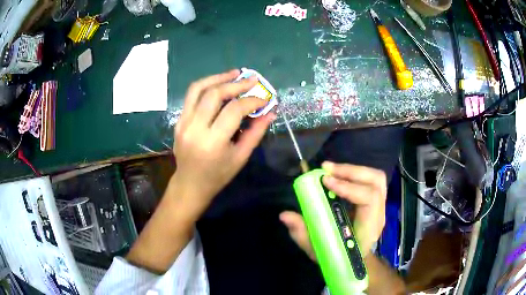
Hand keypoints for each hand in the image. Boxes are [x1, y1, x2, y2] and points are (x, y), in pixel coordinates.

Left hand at [172, 69, 275, 218]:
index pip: (233, 110)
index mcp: (212, 142)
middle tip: (251, 80)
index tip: (264, 99)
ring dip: (218, 78)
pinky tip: (219, 84)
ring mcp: (183, 122)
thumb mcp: (241, 157)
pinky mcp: (178, 120)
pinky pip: (191, 96)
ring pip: (198, 89)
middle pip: (214, 94)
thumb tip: (271, 112)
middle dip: (235, 84)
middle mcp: (194, 128)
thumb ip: (256, 132)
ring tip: (234, 73)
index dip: (251, 101)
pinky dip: (207, 86)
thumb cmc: (218, 175)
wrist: (190, 184)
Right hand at [280, 161, 386, 259]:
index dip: (349, 187)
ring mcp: (380, 206)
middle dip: (351, 171)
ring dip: (353, 169)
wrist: (354, 260)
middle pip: (376, 182)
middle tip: (326, 169)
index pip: (369, 199)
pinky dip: (355, 173)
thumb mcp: (317, 250)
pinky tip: (338, 175)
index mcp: (368, 228)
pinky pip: (370, 180)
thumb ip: (302, 233)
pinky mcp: (376, 201)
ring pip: (376, 178)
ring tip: (331, 169)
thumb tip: (285, 215)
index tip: (326, 181)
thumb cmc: (338, 256)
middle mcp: (378, 214)